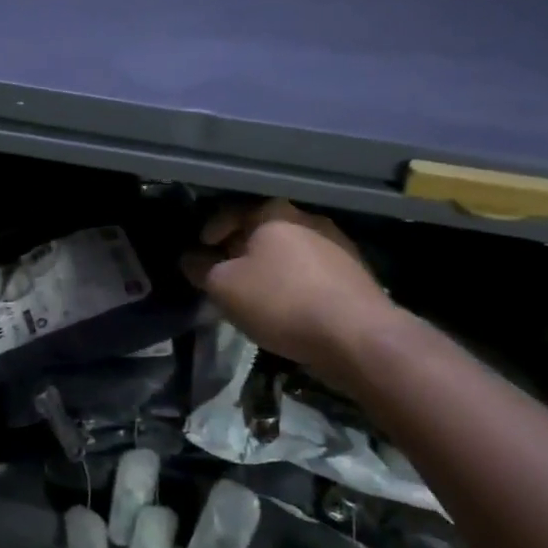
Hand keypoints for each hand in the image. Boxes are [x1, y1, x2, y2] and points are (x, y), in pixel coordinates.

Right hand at [182, 199, 390, 368]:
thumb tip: (189, 259)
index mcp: (274, 213)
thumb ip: (201, 269)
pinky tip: (290, 305)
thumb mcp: (225, 288)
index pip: (232, 211)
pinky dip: (295, 282)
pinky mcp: (356, 273)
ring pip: (291, 250)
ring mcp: (337, 245)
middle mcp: (307, 219)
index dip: (211, 229)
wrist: (358, 336)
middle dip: (241, 248)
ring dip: (271, 267)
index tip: (200, 249)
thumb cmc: (282, 302)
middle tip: (226, 272)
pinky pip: (313, 271)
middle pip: (263, 229)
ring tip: (257, 292)